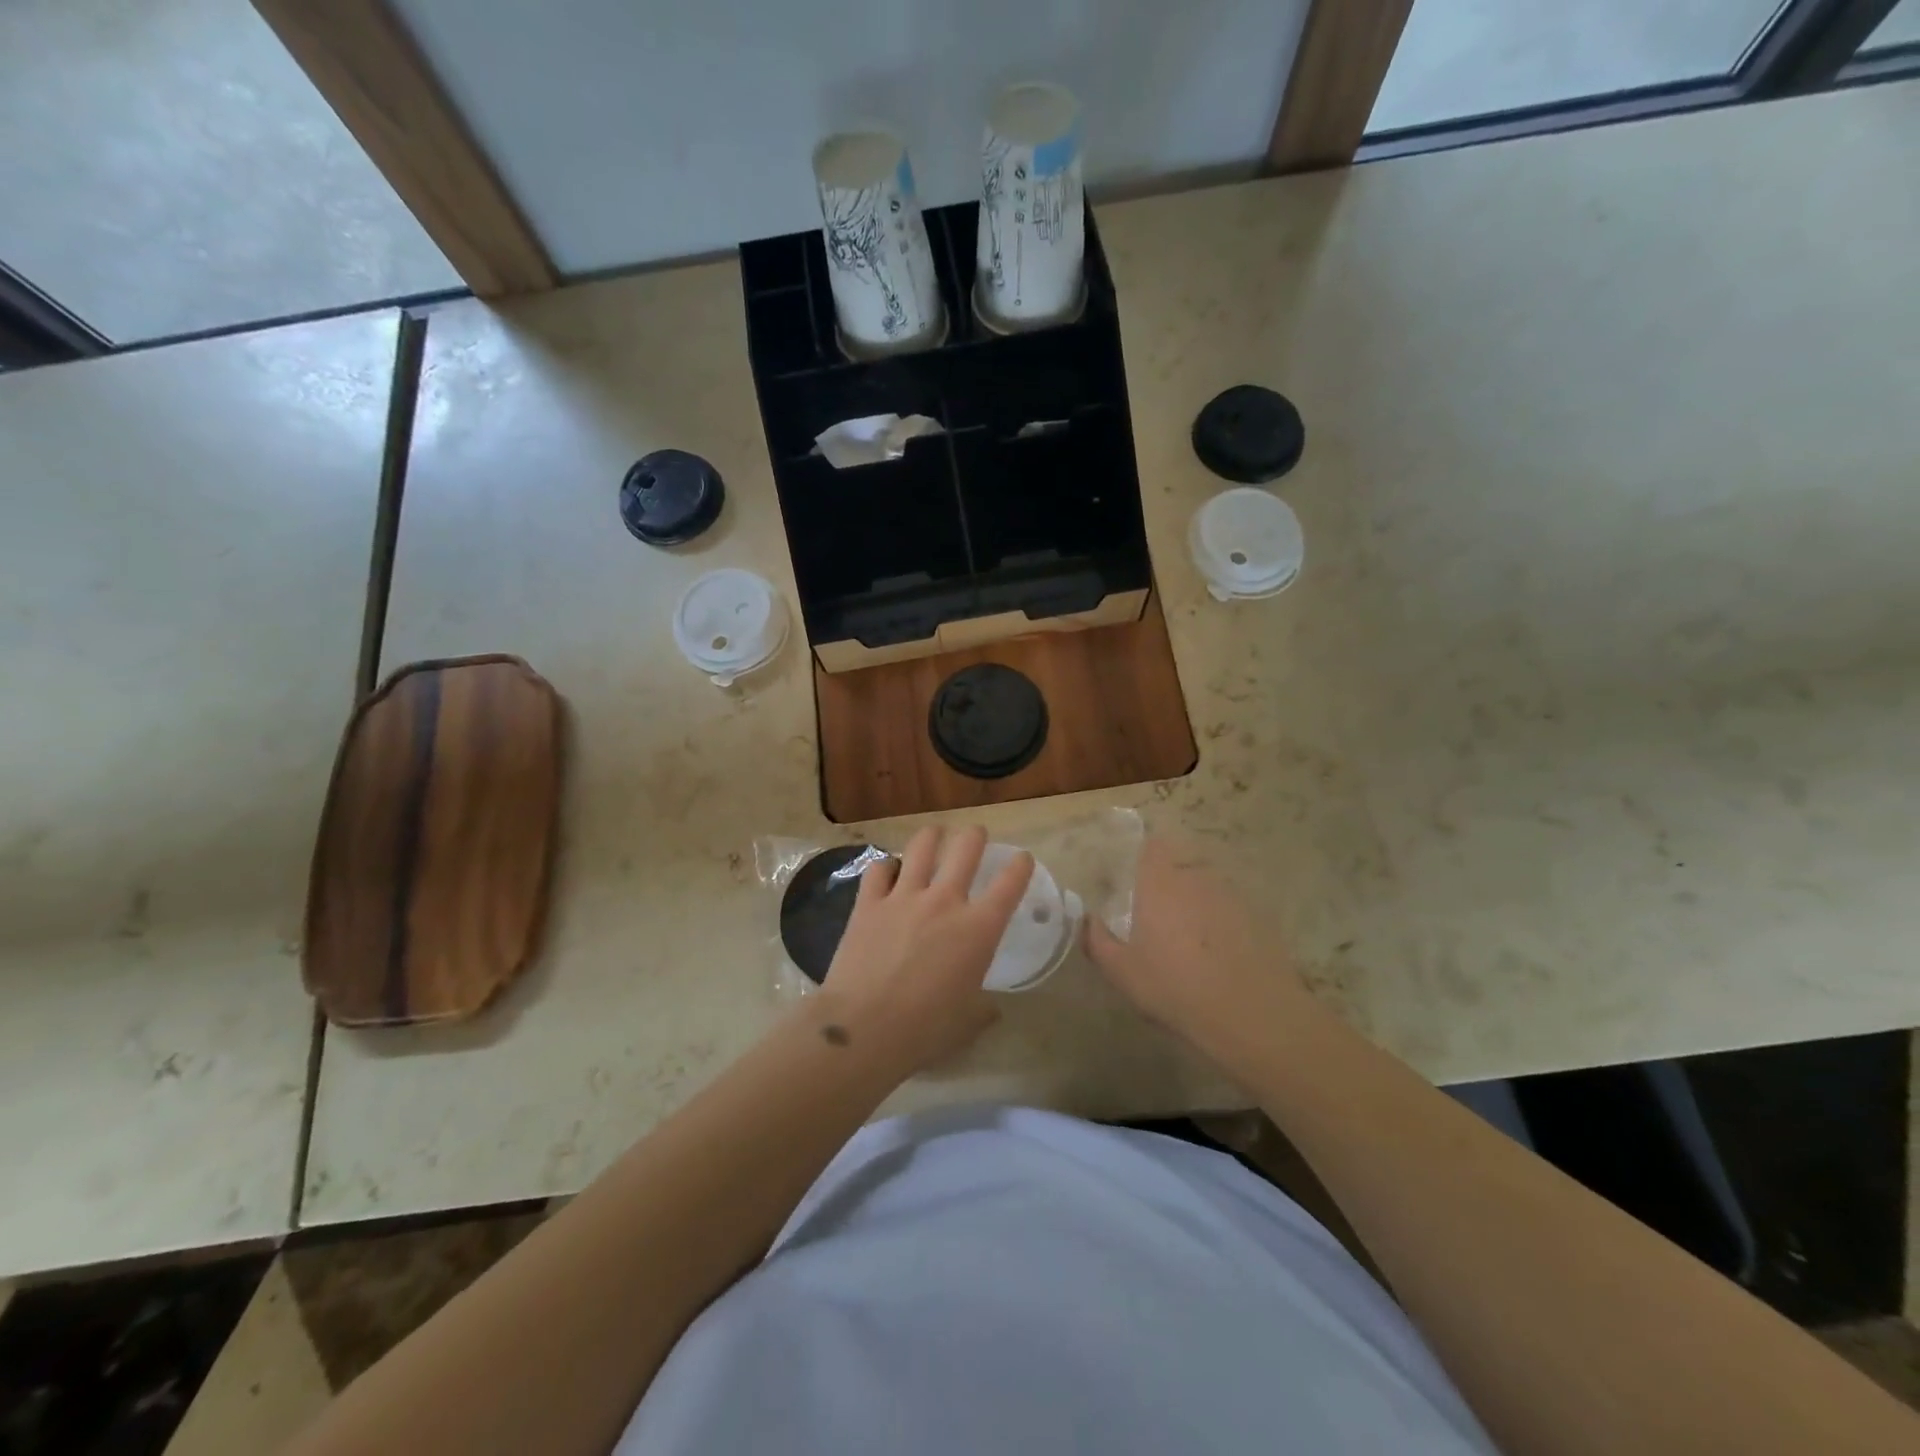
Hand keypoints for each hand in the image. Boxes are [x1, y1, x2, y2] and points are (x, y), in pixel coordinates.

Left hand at [815, 824, 1033, 1077]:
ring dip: (932, 836)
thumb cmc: (925, 1030)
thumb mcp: (967, 1023)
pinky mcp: (868, 903)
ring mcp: (904, 897)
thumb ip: (983, 1009)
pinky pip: (879, 868)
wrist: (864, 1028)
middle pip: (966, 847)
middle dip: (975, 836)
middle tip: (975, 836)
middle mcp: (945, 901)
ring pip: (922, 846)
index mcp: (979, 929)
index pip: (1010, 883)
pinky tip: (888, 870)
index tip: (1022, 859)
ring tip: (934, 835)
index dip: (1020, 865)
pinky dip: (887, 866)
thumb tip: (990, 1008)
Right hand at [1085, 835, 1313, 1068]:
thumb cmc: (1175, 987)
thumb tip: (1087, 920)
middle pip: (1181, 865)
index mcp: (1160, 883)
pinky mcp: (1260, 917)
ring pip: (1208, 887)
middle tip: (1160, 914)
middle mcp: (1196, 878)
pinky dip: (1224, 922)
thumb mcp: (1122, 972)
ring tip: (1192, 937)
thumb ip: (1098, 940)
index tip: (1136, 876)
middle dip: (1170, 883)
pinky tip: (1222, 954)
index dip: (1145, 855)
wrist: (1251, 1014)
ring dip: (1198, 902)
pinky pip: (1232, 909)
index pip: (1153, 846)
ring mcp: (1232, 896)